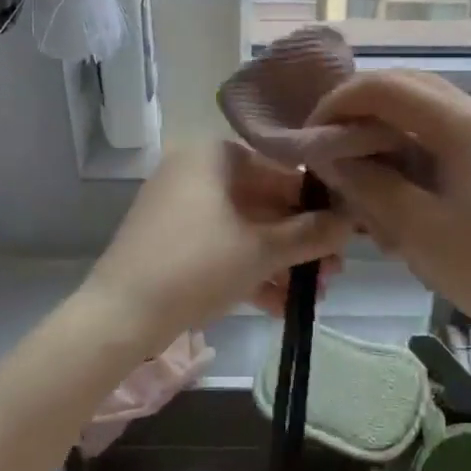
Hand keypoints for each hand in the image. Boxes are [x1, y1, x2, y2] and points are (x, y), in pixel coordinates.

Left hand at [83, 142, 349, 356]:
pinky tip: (282, 306)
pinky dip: (250, 271)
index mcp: (213, 155)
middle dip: (301, 241)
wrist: (119, 315)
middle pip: (263, 202)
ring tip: (315, 294)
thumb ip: (311, 234)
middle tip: (334, 270)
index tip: (345, 233)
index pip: (280, 170)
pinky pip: (222, 247)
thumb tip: (351, 222)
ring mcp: (180, 208)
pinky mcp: (171, 242)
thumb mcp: (262, 251)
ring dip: (281, 261)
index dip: (316, 203)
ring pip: (244, 229)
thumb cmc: (196, 266)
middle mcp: (195, 171)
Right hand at [306, 71, 470, 358]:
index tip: (310, 141)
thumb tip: (327, 154)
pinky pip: (445, 142)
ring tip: (364, 187)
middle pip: (406, 90)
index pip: (385, 86)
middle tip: (331, 157)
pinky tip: (401, 203)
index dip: (338, 104)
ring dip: (386, 139)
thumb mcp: (415, 228)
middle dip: (360, 116)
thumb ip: (365, 182)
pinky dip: (412, 158)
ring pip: (424, 116)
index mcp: (463, 124)